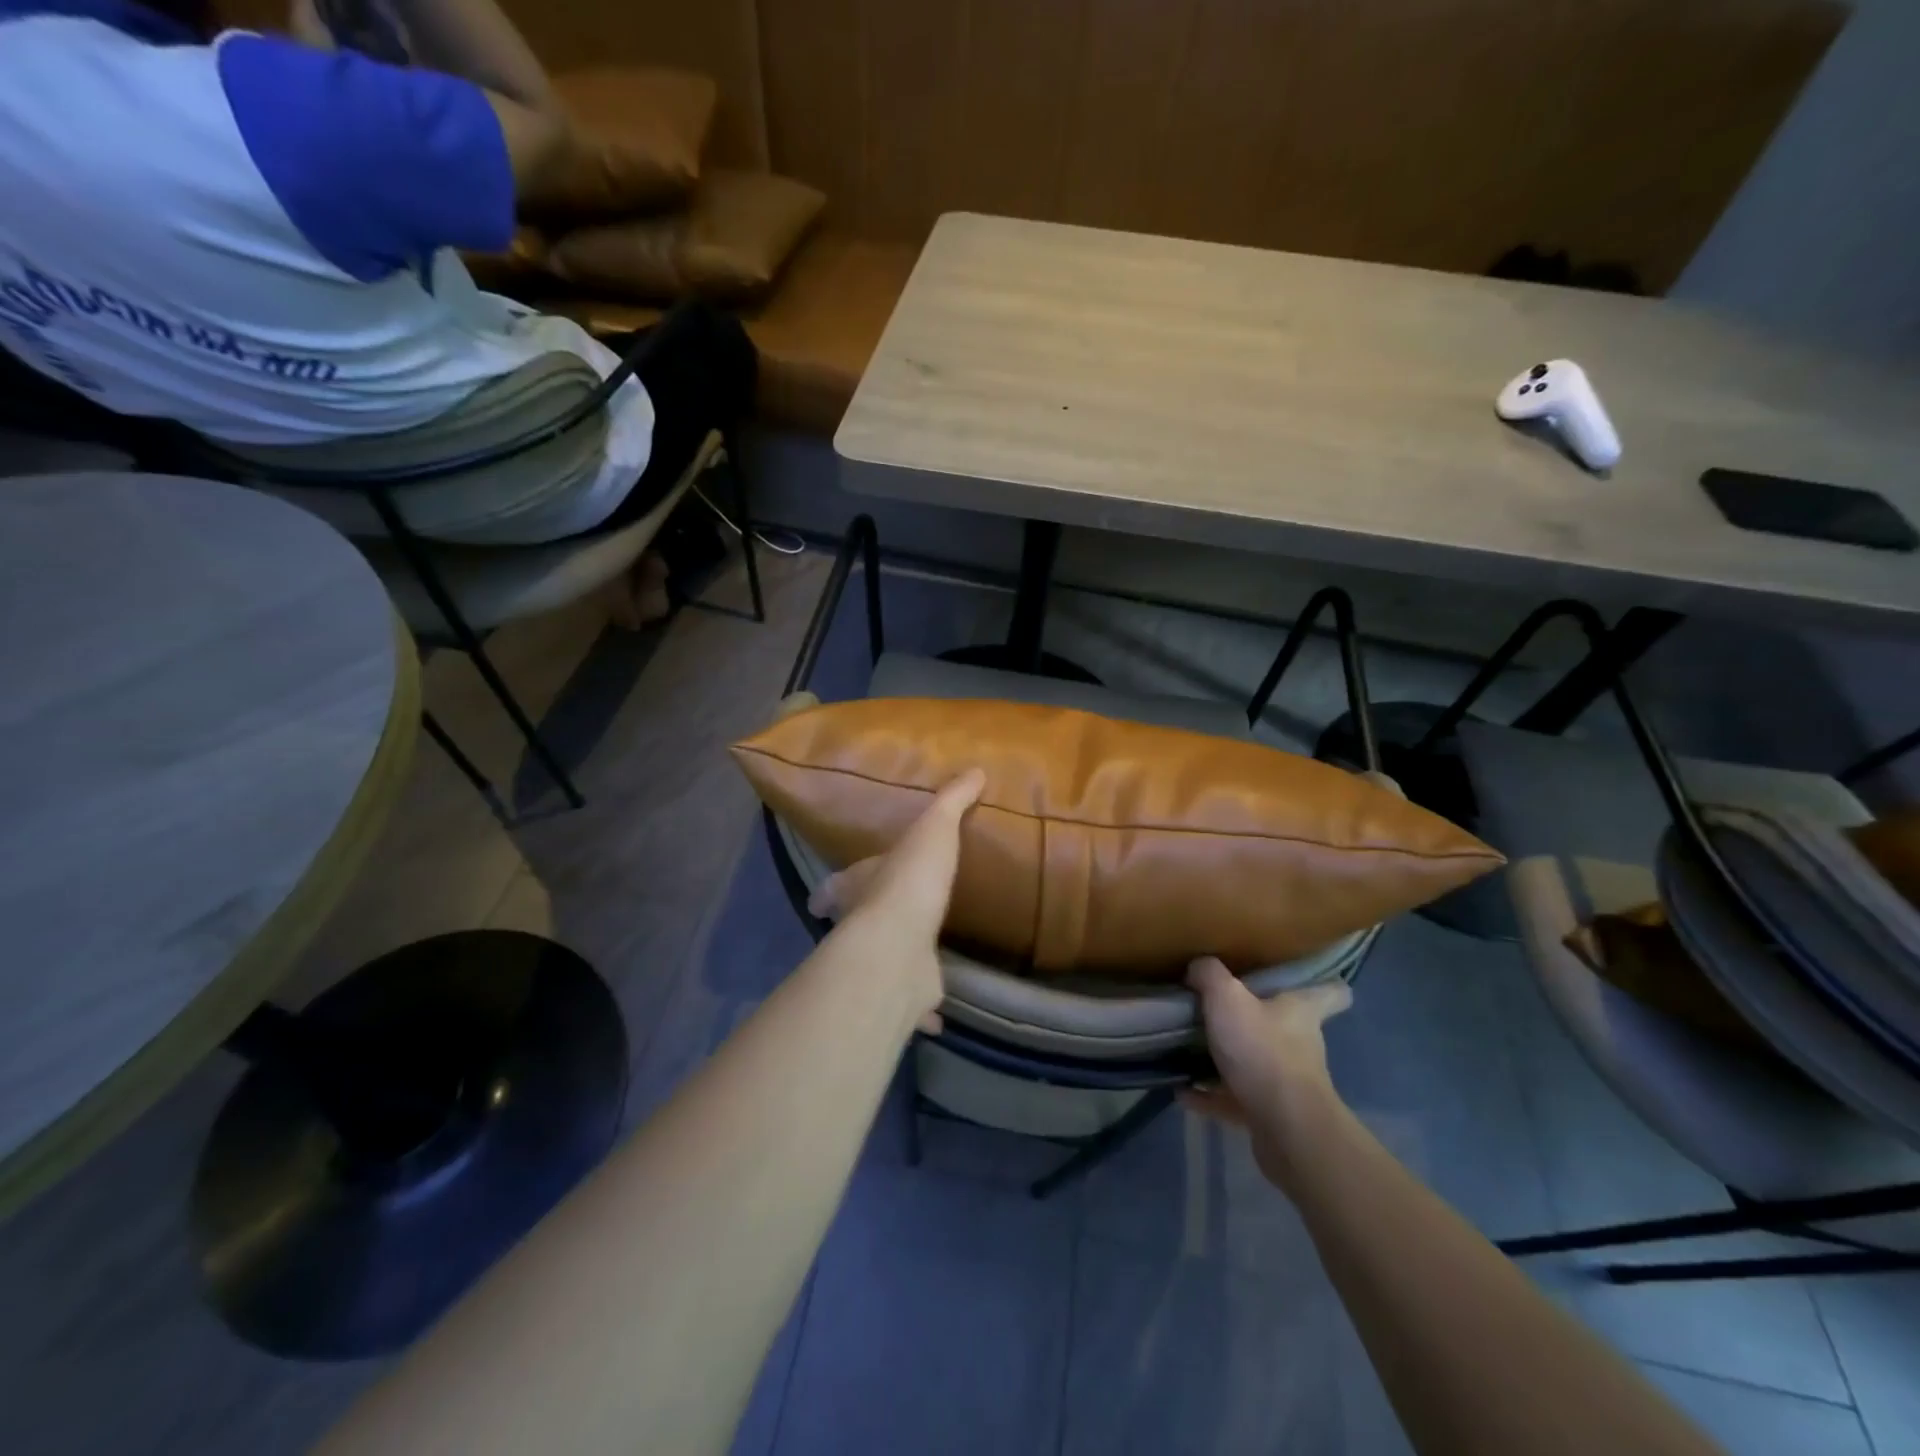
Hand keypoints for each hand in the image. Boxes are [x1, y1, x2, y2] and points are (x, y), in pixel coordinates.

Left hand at [806, 769, 986, 1029]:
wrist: (899, 947)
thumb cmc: (908, 882)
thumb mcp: (932, 830)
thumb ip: (951, 801)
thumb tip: (975, 769)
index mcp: (860, 888)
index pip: (837, 886)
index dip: (832, 890)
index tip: (823, 897)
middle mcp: (861, 926)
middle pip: (857, 925)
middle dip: (866, 923)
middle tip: (884, 920)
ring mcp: (881, 962)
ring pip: (884, 962)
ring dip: (894, 962)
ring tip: (915, 958)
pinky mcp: (903, 993)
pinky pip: (914, 1001)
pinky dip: (923, 1008)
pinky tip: (936, 1015)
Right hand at [1181, 956, 1351, 1189]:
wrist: (1285, 1128)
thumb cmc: (1263, 1051)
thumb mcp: (1227, 997)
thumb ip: (1210, 974)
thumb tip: (1199, 966)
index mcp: (1301, 1012)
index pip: (1331, 993)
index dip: (1324, 984)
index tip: (1305, 979)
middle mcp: (1301, 1045)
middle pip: (1287, 1027)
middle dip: (1259, 1019)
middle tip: (1223, 1007)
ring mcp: (1287, 1083)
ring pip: (1258, 1063)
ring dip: (1230, 1059)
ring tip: (1192, 1049)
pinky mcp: (1270, 1115)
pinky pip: (1234, 1098)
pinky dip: (1210, 1095)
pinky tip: (1182, 1091)